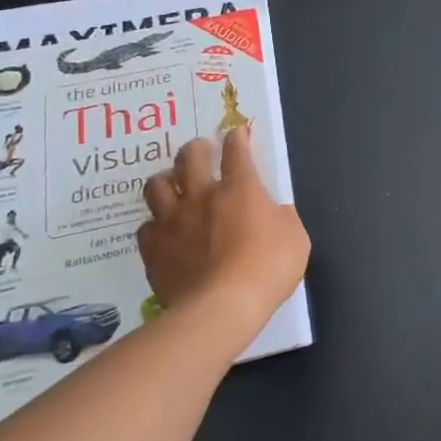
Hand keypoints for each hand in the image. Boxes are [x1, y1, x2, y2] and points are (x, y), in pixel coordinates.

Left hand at [137, 128, 308, 335]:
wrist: (221, 307)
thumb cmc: (268, 268)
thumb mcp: (295, 238)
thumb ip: (282, 219)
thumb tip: (272, 213)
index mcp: (240, 189)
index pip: (236, 151)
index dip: (237, 137)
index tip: (237, 132)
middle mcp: (201, 196)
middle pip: (189, 158)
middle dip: (196, 149)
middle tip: (201, 150)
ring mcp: (172, 222)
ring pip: (156, 187)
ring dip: (165, 180)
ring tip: (173, 185)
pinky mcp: (153, 250)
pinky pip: (146, 227)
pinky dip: (155, 224)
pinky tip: (163, 231)